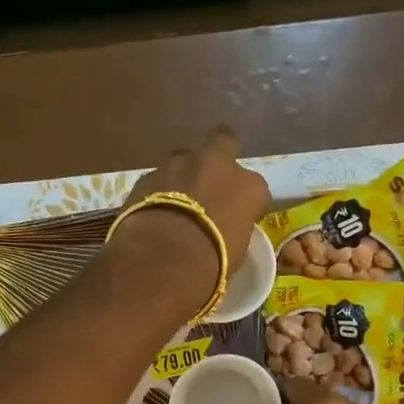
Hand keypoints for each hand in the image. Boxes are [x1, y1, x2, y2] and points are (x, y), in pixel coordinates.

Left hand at [113, 128, 271, 313]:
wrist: (164, 258)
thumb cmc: (212, 262)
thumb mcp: (236, 250)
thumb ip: (233, 227)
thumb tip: (224, 228)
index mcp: (250, 186)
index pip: (255, 188)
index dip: (245, 201)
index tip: (237, 216)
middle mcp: (218, 164)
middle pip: (224, 142)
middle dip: (219, 155)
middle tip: (210, 180)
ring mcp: (180, 163)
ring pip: (185, 158)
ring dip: (183, 174)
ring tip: (175, 201)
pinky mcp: (148, 174)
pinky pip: (158, 178)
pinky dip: (158, 190)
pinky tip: (153, 211)